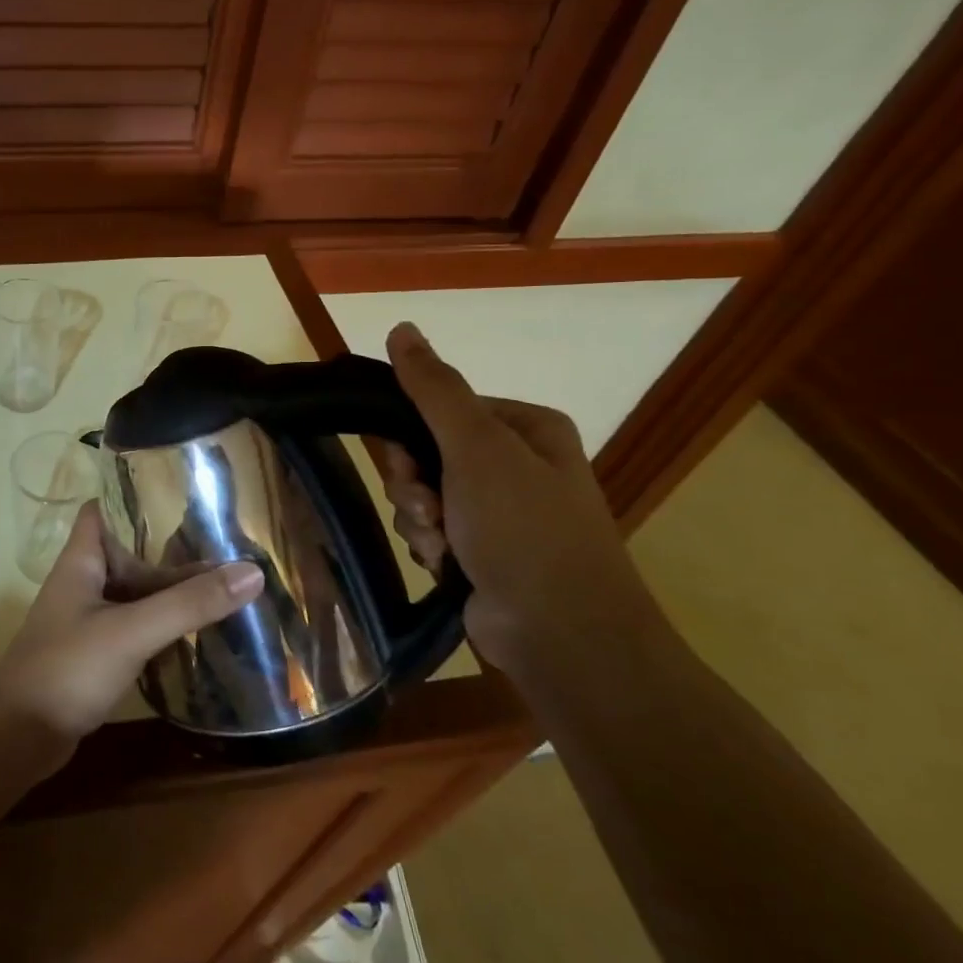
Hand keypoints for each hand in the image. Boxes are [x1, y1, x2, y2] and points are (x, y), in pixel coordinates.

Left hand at [0, 503, 263, 768]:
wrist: (17, 738)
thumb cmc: (66, 668)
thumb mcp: (132, 631)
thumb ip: (188, 604)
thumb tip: (252, 573)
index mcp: (82, 561)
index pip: (105, 510)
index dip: (136, 495)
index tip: (184, 492)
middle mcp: (84, 583)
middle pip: (130, 553)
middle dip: (171, 548)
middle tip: (225, 541)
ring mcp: (89, 620)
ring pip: (136, 592)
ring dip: (172, 589)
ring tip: (225, 580)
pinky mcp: (96, 653)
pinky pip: (136, 626)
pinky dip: (164, 623)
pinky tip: (199, 628)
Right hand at [379, 322, 660, 673]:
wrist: (561, 634)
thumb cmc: (523, 529)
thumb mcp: (477, 448)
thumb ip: (435, 389)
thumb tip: (401, 328)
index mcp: (524, 427)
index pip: (440, 408)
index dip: (411, 435)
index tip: (408, 464)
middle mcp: (515, 464)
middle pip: (426, 454)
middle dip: (414, 485)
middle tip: (429, 508)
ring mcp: (500, 511)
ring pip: (422, 495)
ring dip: (418, 519)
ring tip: (441, 545)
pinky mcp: (483, 551)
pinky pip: (431, 530)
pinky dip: (430, 546)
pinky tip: (446, 565)